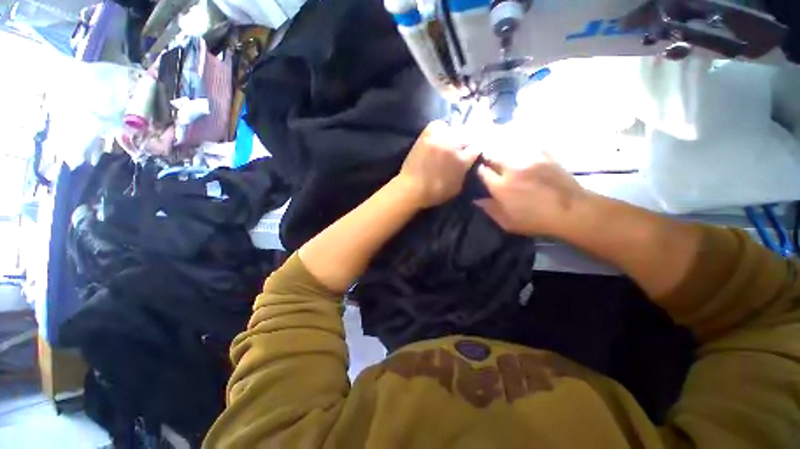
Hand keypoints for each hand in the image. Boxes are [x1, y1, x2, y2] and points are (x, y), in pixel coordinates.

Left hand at [398, 120, 479, 207]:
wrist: (411, 188)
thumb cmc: (435, 193)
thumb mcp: (457, 188)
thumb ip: (465, 173)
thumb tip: (468, 164)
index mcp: (462, 160)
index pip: (477, 147)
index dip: (476, 150)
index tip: (473, 153)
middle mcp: (453, 145)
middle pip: (468, 135)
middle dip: (467, 142)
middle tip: (462, 148)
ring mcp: (439, 138)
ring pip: (455, 128)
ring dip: (455, 135)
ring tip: (451, 141)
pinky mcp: (426, 135)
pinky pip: (439, 124)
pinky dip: (442, 128)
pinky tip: (440, 136)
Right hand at [476, 150, 586, 236]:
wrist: (571, 211)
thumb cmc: (536, 220)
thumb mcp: (508, 223)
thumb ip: (490, 210)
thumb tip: (476, 200)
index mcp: (501, 186)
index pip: (482, 171)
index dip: (479, 171)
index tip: (481, 173)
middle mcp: (512, 169)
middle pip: (493, 154)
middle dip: (488, 157)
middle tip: (490, 161)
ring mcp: (529, 159)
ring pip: (508, 147)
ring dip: (502, 149)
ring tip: (503, 153)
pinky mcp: (544, 154)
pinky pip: (527, 144)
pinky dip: (520, 145)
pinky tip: (521, 149)